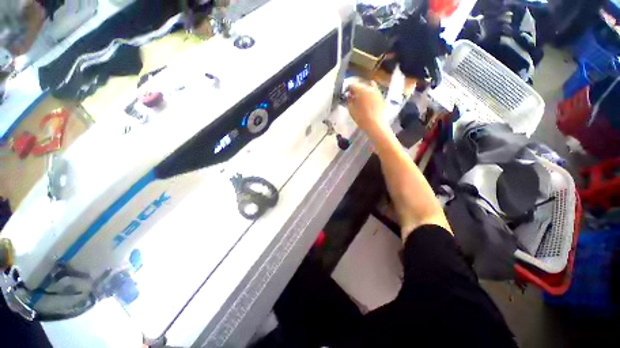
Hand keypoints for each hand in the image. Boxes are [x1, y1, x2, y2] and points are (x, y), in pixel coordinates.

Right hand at [346, 81, 384, 132]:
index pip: (352, 85)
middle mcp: (370, 88)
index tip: (346, 94)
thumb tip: (349, 96)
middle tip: (353, 97)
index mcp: (361, 91)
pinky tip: (368, 101)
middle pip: (361, 85)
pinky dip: (370, 95)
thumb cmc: (361, 118)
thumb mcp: (351, 110)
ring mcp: (377, 92)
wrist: (375, 125)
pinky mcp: (381, 97)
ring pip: (369, 87)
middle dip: (356, 90)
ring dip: (364, 91)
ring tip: (361, 99)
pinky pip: (374, 92)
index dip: (348, 89)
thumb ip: (349, 101)